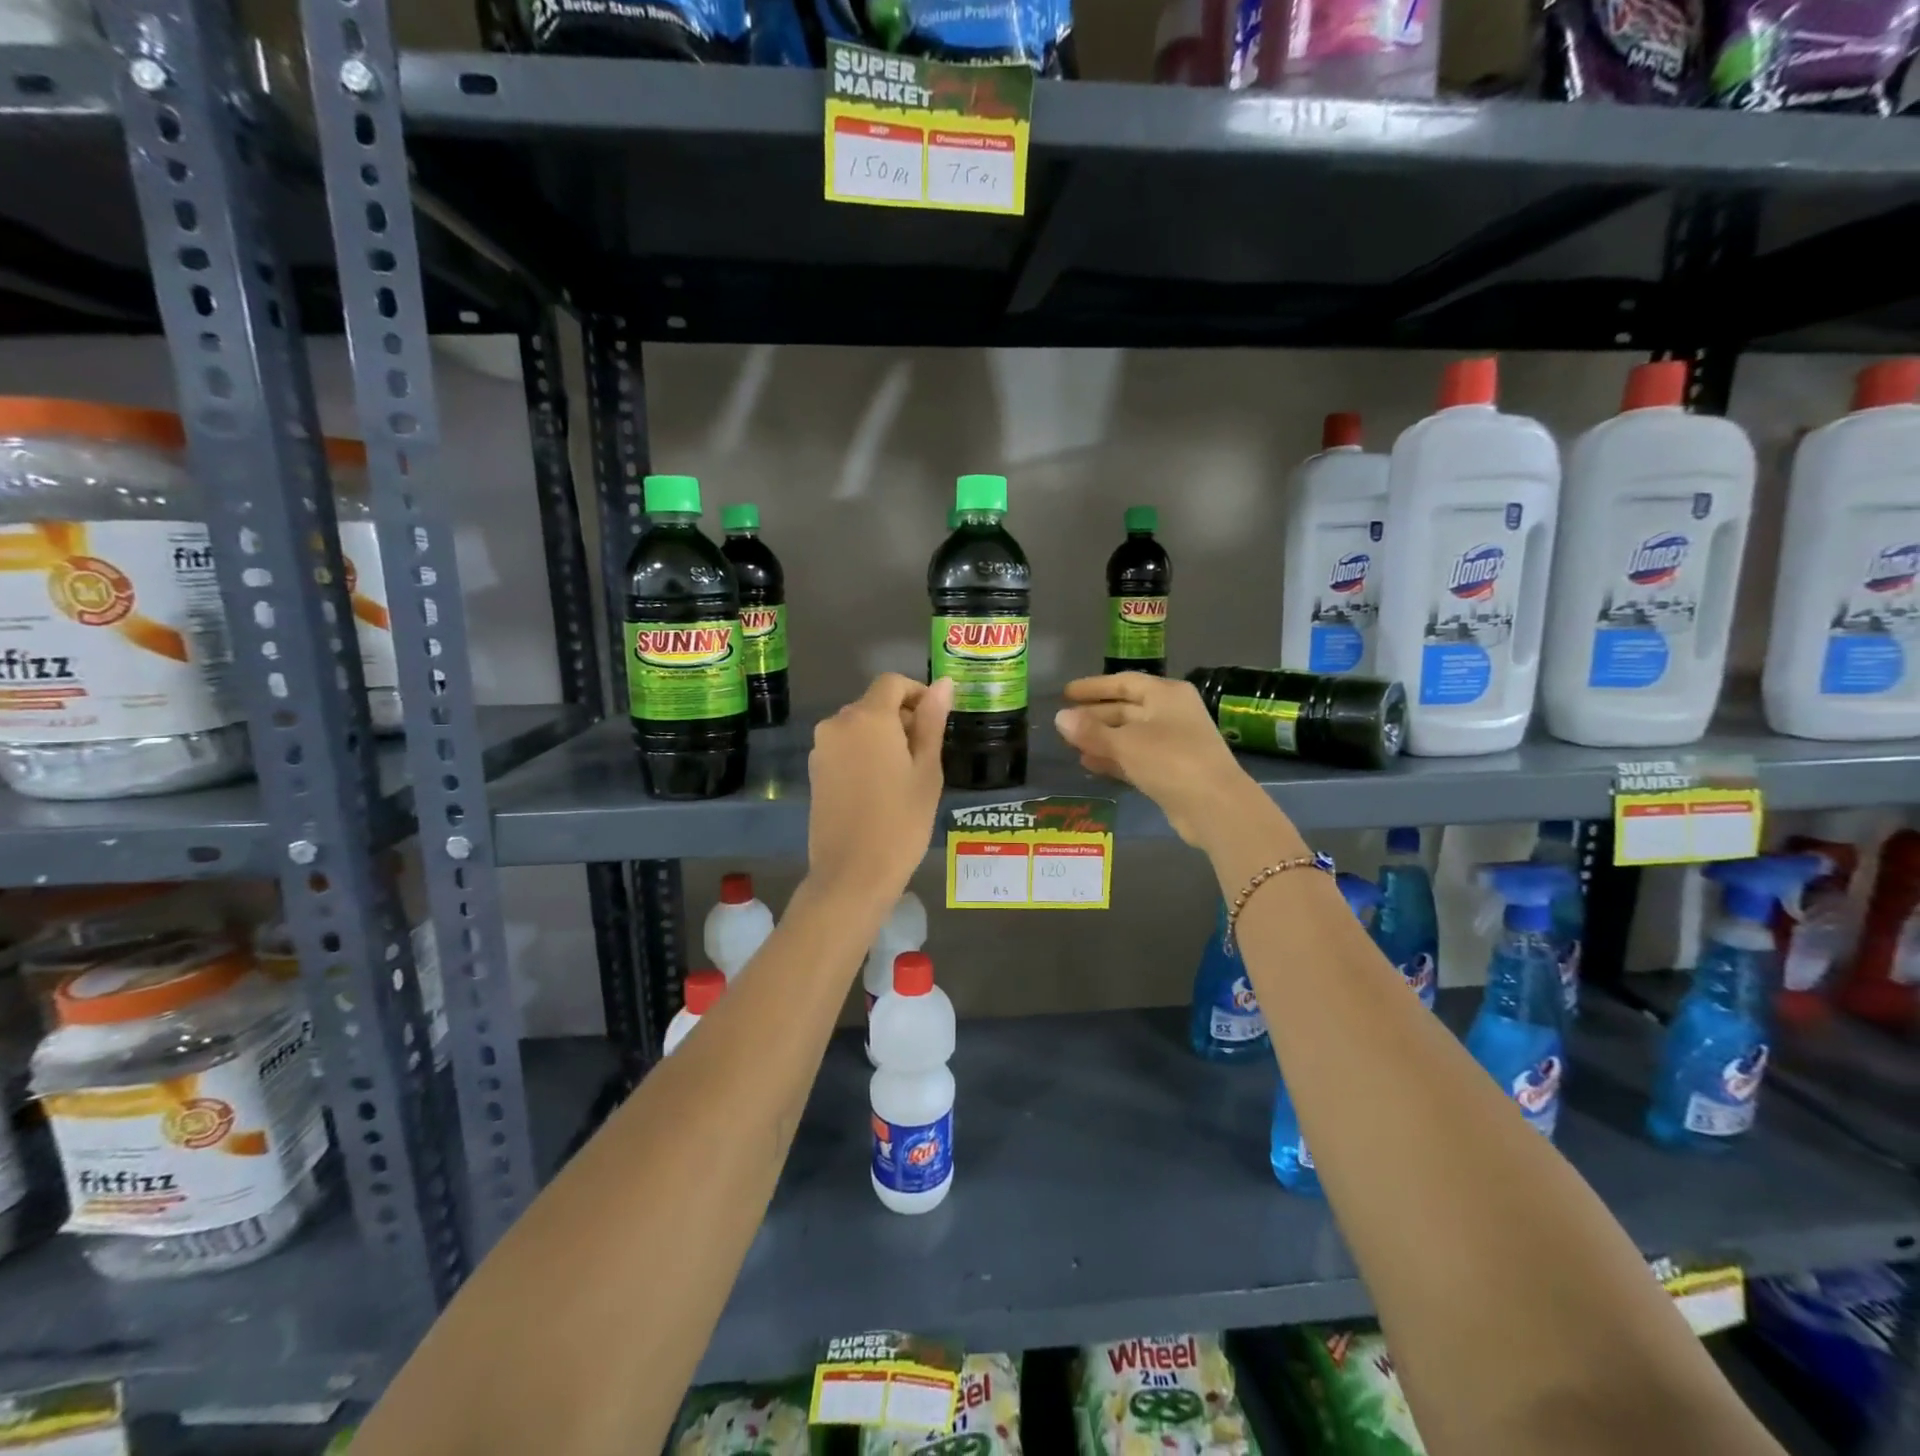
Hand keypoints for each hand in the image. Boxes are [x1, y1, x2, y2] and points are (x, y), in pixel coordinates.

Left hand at [807, 673, 952, 899]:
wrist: (852, 874)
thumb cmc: (901, 822)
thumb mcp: (927, 771)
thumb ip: (932, 722)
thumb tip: (943, 683)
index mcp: (868, 717)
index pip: (892, 683)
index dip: (917, 693)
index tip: (935, 721)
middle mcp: (838, 723)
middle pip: (874, 704)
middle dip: (901, 718)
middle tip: (926, 757)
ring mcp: (821, 748)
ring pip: (858, 727)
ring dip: (882, 738)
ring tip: (904, 776)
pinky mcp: (814, 771)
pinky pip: (844, 748)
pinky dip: (864, 754)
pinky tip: (879, 788)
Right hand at [1055, 673, 1293, 851]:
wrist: (1214, 806)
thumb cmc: (1170, 760)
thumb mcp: (1125, 743)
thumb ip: (1090, 730)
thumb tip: (1059, 717)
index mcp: (1166, 694)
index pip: (1124, 682)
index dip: (1094, 687)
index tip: (1066, 693)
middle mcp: (1171, 713)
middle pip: (1126, 708)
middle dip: (1095, 716)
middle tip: (1064, 723)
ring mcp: (1173, 743)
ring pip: (1129, 735)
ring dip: (1101, 739)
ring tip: (1070, 745)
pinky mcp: (1171, 771)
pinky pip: (1135, 757)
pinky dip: (1113, 759)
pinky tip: (1089, 764)